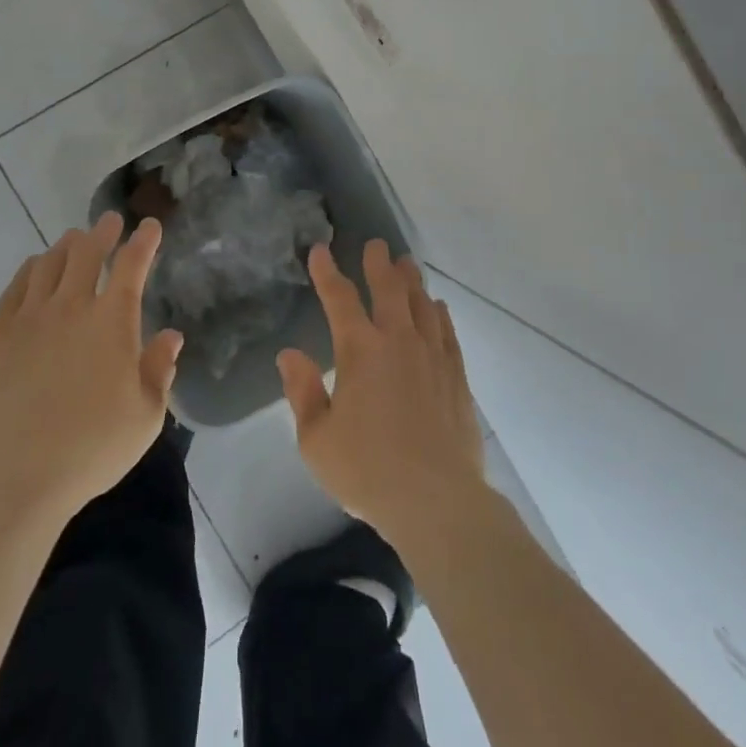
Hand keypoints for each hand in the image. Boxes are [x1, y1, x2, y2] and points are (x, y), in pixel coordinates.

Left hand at [0, 213, 182, 524]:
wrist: (16, 475)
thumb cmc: (91, 448)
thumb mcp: (145, 417)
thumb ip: (160, 370)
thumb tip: (171, 336)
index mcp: (112, 321)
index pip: (132, 266)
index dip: (144, 242)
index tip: (150, 226)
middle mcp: (72, 307)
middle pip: (87, 252)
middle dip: (103, 231)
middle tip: (110, 221)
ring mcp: (31, 317)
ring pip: (50, 263)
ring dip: (67, 245)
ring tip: (74, 239)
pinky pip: (16, 287)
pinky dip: (30, 269)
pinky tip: (35, 268)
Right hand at [278, 241, 486, 544]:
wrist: (436, 501)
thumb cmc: (368, 471)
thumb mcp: (317, 440)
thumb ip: (303, 392)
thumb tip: (289, 354)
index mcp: (359, 350)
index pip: (339, 298)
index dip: (327, 271)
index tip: (320, 250)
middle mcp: (397, 340)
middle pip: (388, 288)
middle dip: (378, 263)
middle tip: (376, 245)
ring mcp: (431, 355)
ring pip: (421, 303)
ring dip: (411, 280)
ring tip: (406, 264)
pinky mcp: (456, 376)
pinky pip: (447, 332)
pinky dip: (439, 314)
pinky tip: (437, 307)